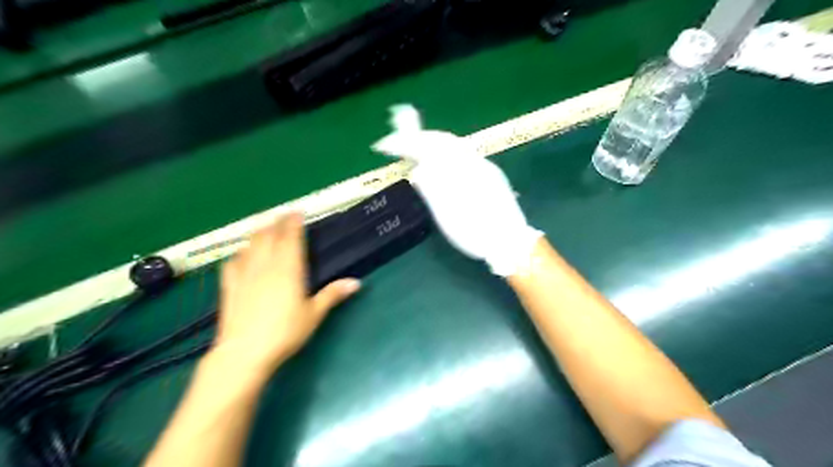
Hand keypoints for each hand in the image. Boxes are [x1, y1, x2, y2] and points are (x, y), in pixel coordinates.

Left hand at [214, 214, 357, 373]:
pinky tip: (242, 253)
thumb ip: (332, 295)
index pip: (291, 237)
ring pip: (250, 244)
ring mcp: (244, 274)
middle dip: (277, 222)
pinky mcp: (229, 285)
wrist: (244, 352)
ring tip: (265, 228)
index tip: (297, 211)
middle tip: (284, 217)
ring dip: (259, 232)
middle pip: (269, 235)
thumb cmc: (285, 332)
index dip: (294, 222)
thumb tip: (356, 282)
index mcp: (288, 269)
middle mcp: (265, 265)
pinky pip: (233, 261)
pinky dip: (241, 252)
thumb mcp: (313, 314)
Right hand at [375, 103, 543, 274]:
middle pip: (442, 140)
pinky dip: (444, 153)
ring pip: (454, 146)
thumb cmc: (476, 233)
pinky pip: (462, 154)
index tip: (385, 145)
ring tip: (414, 151)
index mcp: (460, 170)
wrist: (510, 242)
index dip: (405, 142)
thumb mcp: (447, 215)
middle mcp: (473, 161)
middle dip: (418, 138)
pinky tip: (439, 162)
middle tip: (397, 144)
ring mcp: (484, 166)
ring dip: (431, 143)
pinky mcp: (490, 174)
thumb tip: (418, 170)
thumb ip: (432, 189)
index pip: (428, 145)